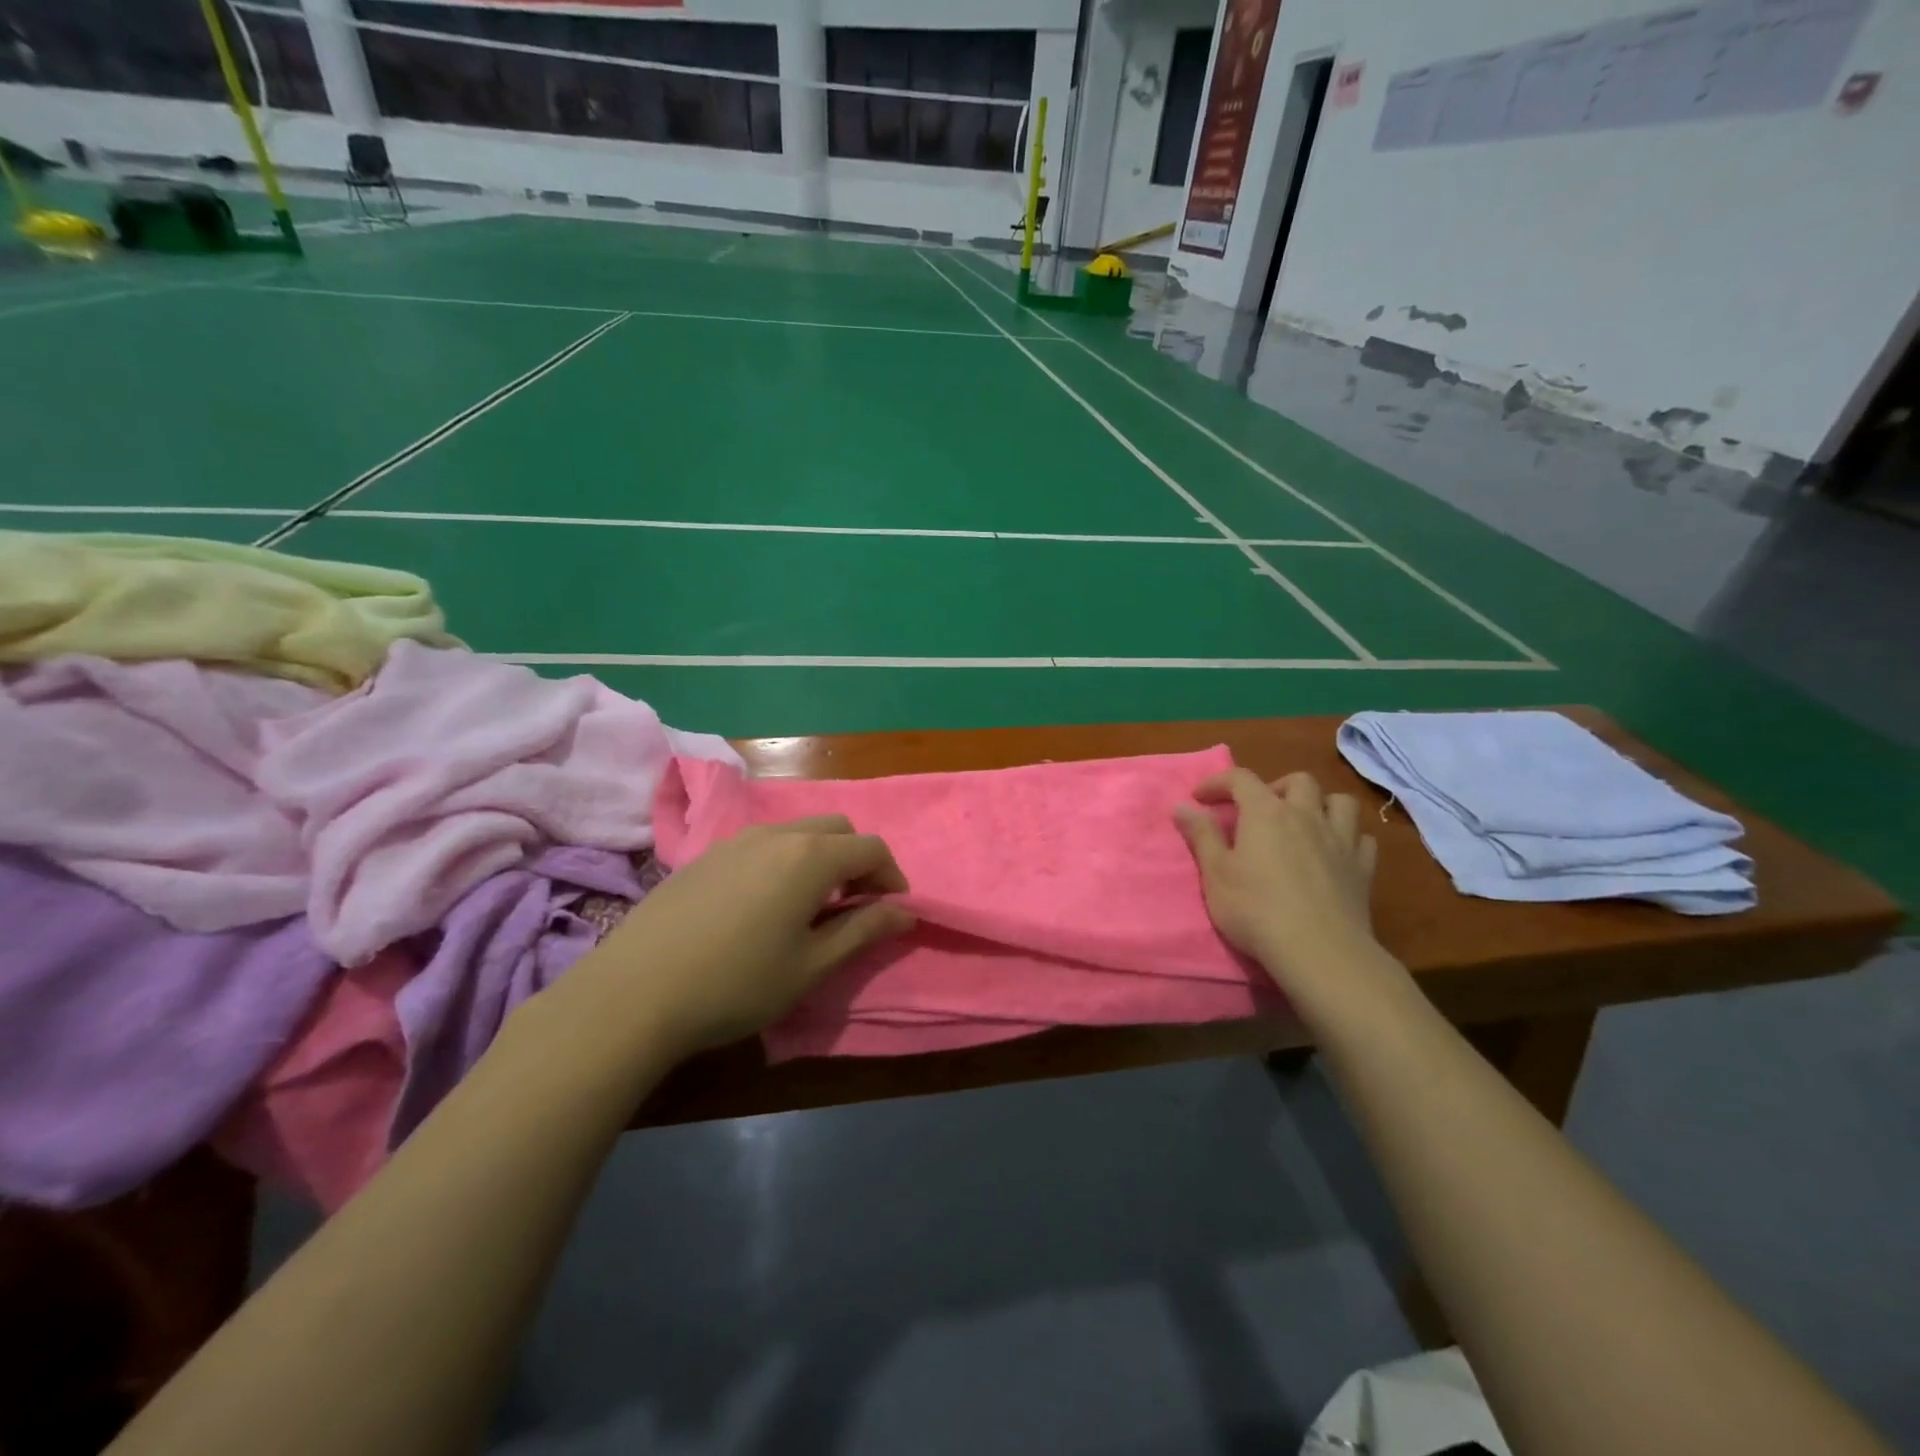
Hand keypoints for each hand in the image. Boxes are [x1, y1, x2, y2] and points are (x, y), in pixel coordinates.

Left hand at [587, 818, 915, 1059]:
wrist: (633, 992)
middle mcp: (777, 834)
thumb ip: (864, 932)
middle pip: (837, 829)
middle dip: (858, 860)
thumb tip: (905, 912)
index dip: (892, 877)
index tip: (893, 911)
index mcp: (811, 857)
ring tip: (811, 907)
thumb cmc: (737, 983)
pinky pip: (763, 844)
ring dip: (821, 858)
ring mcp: (736, 840)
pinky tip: (763, 905)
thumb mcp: (812, 966)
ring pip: (798, 833)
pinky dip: (785, 861)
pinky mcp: (706, 855)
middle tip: (855, 906)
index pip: (871, 848)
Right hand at [1174, 769, 1382, 998]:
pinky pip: (1362, 838)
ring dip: (1321, 805)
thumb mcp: (1215, 873)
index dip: (1218, 783)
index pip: (1240, 779)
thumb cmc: (1256, 909)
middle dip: (1275, 786)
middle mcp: (1306, 815)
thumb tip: (1183, 806)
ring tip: (1304, 823)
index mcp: (1266, 813)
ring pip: (1340, 802)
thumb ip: (1201, 836)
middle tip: (1259, 810)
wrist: (1319, 950)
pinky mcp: (1363, 868)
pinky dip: (1348, 837)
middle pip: (1299, 781)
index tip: (1200, 799)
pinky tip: (1335, 852)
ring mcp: (1341, 840)